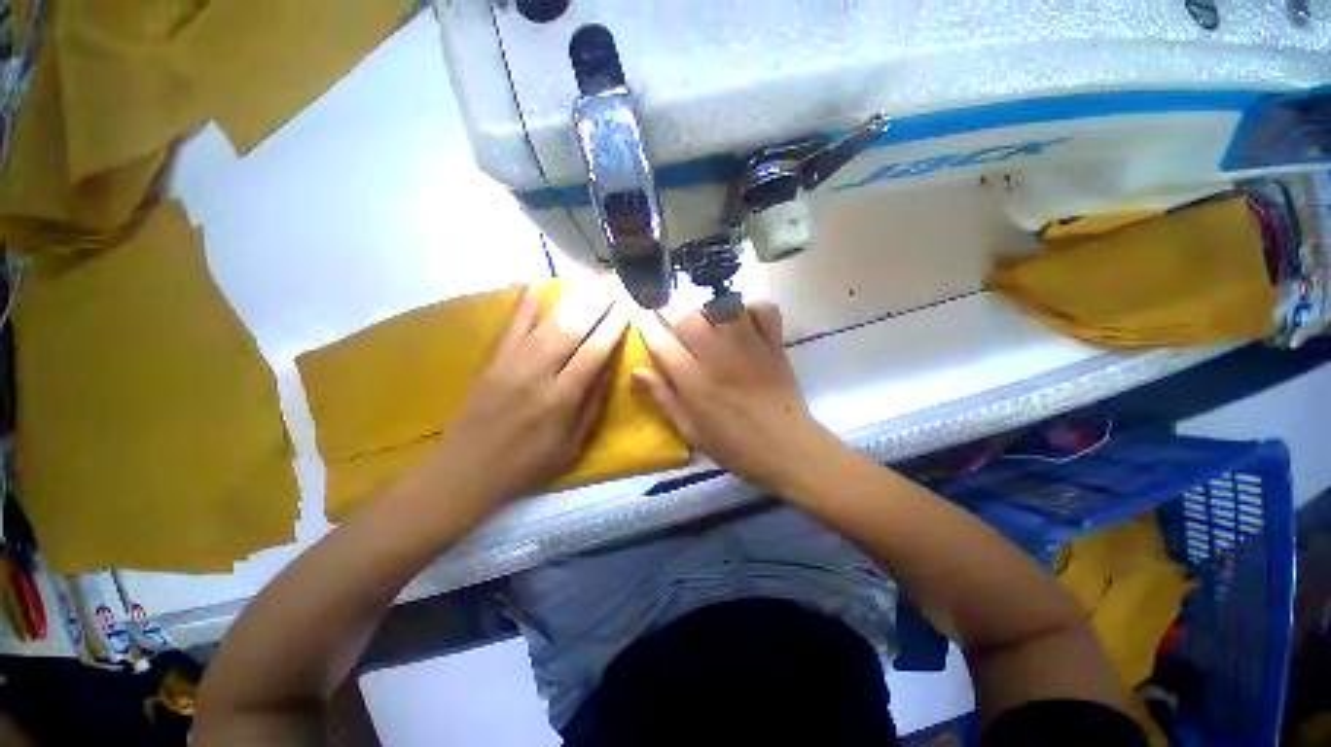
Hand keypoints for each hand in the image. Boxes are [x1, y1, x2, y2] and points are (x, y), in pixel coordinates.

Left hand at [428, 285, 626, 504]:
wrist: (467, 471)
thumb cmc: (527, 465)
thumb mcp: (572, 447)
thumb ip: (592, 406)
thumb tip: (609, 369)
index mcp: (562, 399)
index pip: (594, 353)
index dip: (612, 328)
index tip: (626, 308)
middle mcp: (538, 374)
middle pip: (572, 330)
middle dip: (595, 304)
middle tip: (612, 285)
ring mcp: (511, 364)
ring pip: (546, 323)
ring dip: (570, 300)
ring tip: (589, 282)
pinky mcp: (492, 361)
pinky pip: (511, 327)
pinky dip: (524, 304)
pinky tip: (536, 284)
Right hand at [633, 303, 832, 488]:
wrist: (788, 449)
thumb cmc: (734, 446)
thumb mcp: (691, 430)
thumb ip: (663, 398)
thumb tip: (636, 371)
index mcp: (694, 382)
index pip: (662, 342)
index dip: (649, 327)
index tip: (645, 321)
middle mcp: (718, 357)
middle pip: (689, 318)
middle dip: (679, 323)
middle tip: (685, 338)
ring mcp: (749, 346)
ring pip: (723, 306)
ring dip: (712, 312)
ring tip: (713, 328)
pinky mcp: (774, 343)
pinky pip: (763, 309)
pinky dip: (752, 310)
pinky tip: (746, 324)